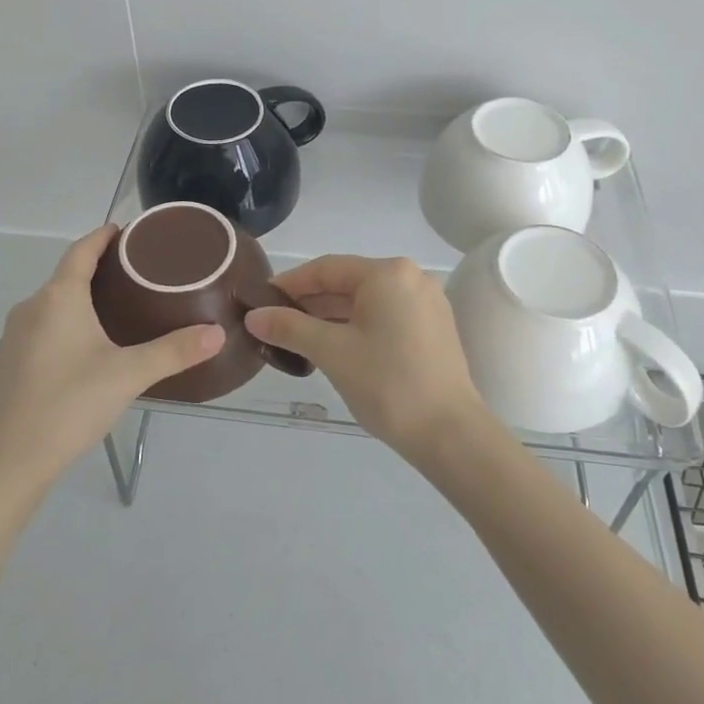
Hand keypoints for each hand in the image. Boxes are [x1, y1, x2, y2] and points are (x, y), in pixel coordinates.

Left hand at [0, 226, 222, 493]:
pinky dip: (67, 320)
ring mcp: (15, 335)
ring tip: (119, 305)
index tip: (126, 230)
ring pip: (54, 302)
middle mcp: (32, 307)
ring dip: (82, 296)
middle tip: (138, 272)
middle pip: (67, 274)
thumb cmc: (69, 404)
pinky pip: (43, 325)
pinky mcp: (10, 361)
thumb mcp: (129, 374)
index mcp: (58, 297)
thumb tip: (218, 332)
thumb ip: (175, 351)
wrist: (8, 461)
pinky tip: (87, 344)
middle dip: (99, 267)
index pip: (81, 250)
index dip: (103, 236)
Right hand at [243, 255, 491, 463]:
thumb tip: (253, 317)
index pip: (326, 269)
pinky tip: (333, 348)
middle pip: (347, 283)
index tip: (260, 301)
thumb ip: (289, 328)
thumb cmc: (388, 384)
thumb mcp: (332, 352)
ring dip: (331, 317)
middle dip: (309, 303)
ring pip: (366, 302)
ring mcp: (426, 303)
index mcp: (388, 273)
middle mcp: (411, 277)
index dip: (289, 284)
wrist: (450, 434)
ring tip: (296, 339)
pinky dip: (356, 327)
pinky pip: (385, 317)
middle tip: (273, 324)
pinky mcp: (433, 328)